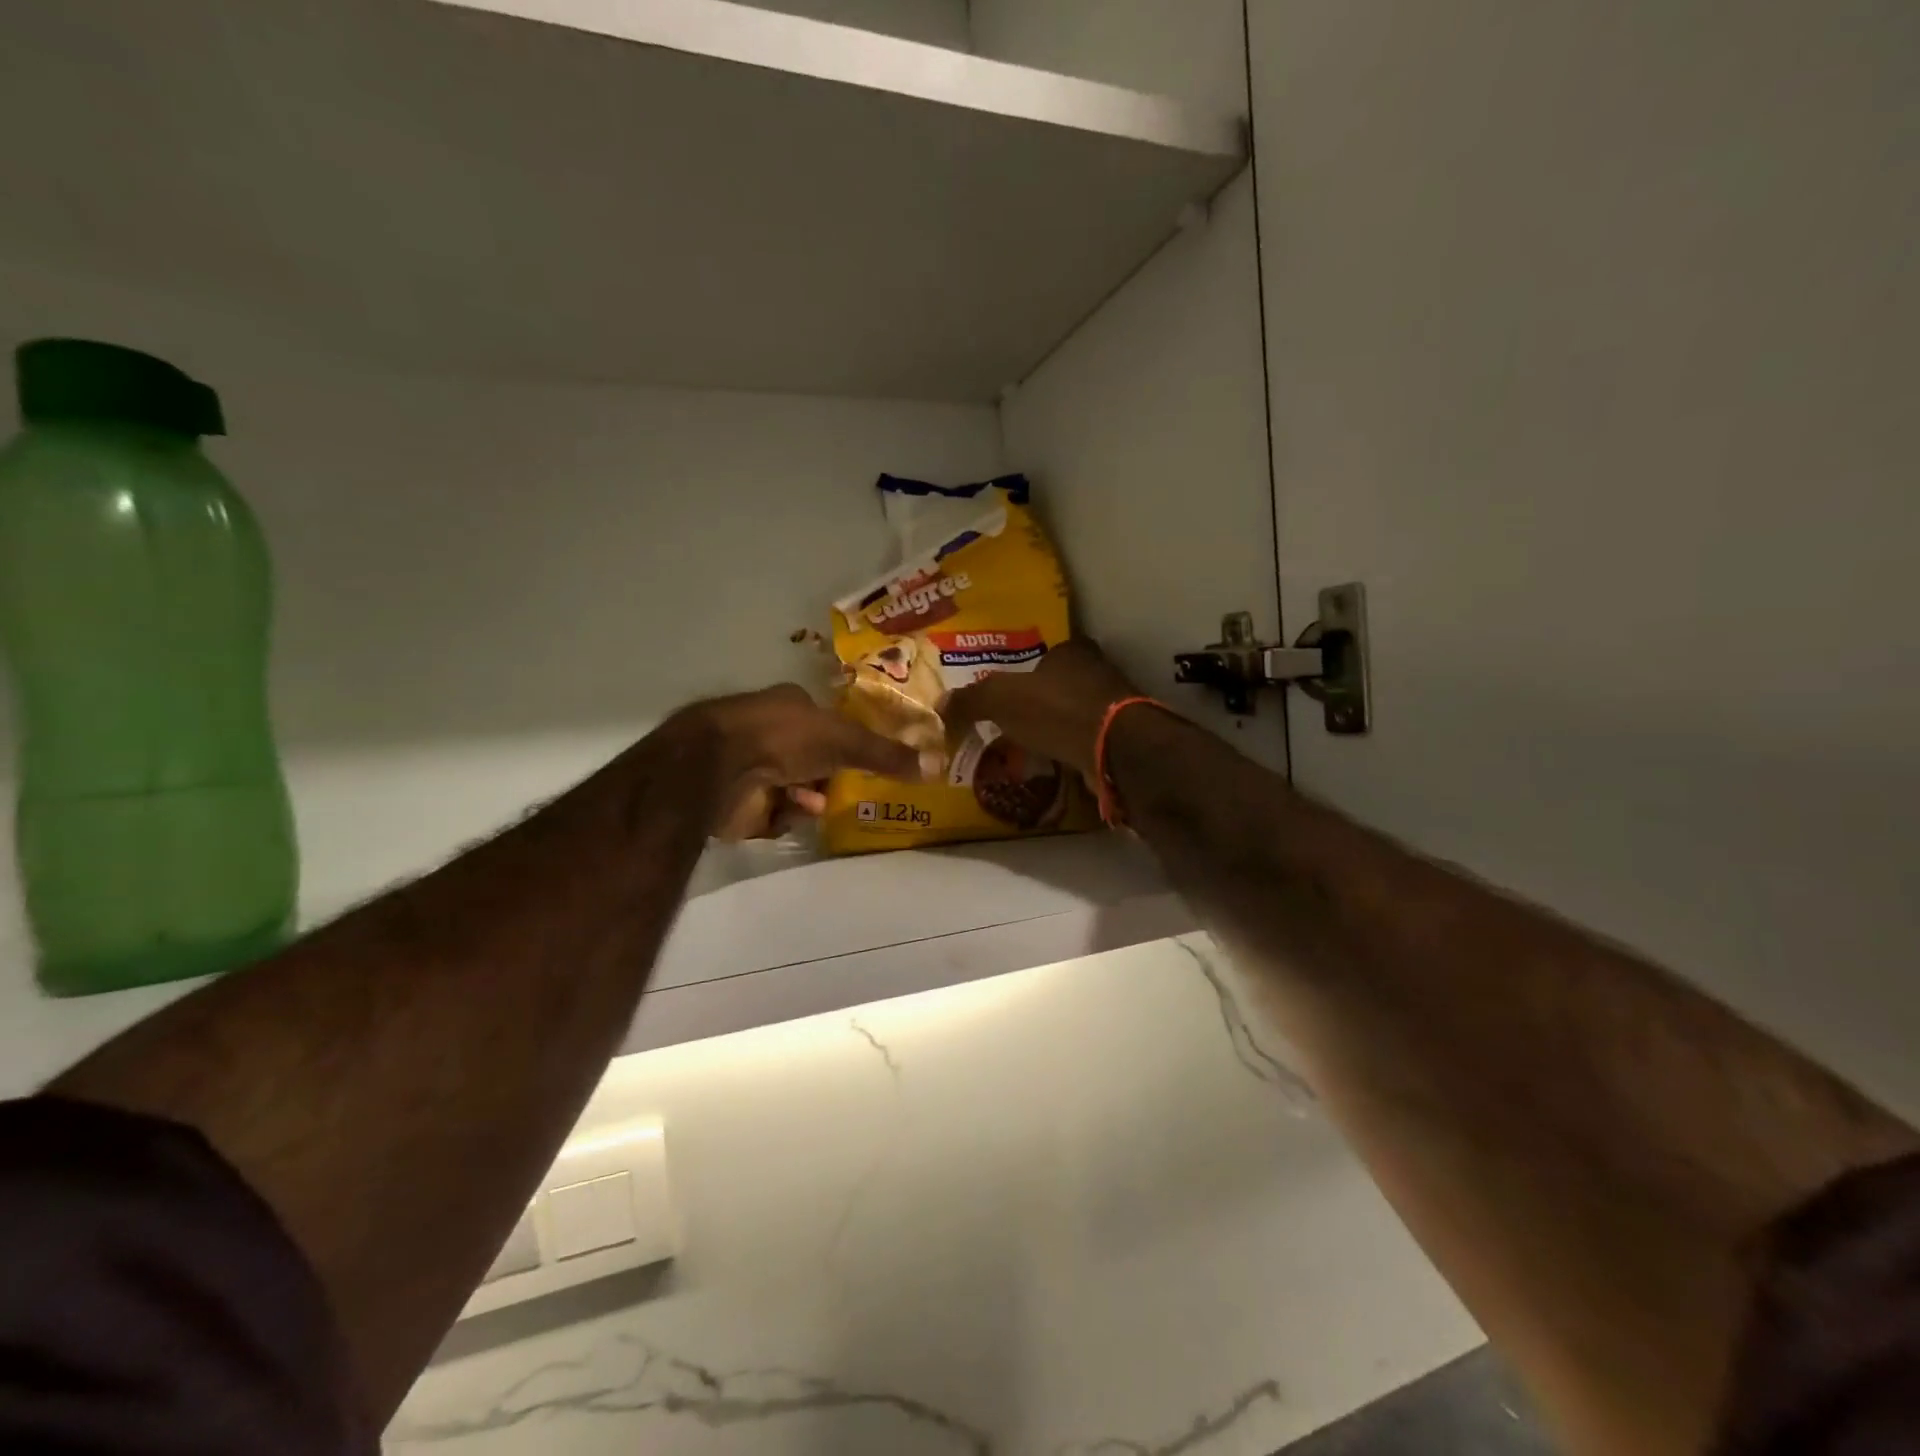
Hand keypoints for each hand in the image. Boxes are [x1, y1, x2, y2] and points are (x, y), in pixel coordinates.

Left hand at [685, 684, 939, 840]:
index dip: (843, 739)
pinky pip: (774, 813)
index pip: (823, 720)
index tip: (862, 759)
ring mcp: (749, 765)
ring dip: (809, 797)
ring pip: (793, 788)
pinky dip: (786, 815)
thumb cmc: (784, 738)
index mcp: (789, 704)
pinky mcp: (737, 801)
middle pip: (810, 758)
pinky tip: (789, 814)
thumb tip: (934, 765)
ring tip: (815, 805)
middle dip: (829, 776)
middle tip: (846, 789)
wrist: (719, 765)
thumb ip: (885, 754)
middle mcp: (768, 730)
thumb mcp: (845, 741)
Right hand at [945, 640, 1140, 779]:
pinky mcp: (1120, 738)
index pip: (1045, 653)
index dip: (1025, 670)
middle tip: (1011, 721)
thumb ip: (970, 700)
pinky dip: (1069, 750)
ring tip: (1027, 746)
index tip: (1006, 692)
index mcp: (1072, 651)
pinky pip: (1085, 741)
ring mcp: (1113, 706)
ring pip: (1074, 713)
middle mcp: (1097, 671)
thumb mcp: (1001, 698)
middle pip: (1061, 683)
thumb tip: (939, 706)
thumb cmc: (1056, 710)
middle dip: (1039, 701)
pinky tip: (1052, 763)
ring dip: (1055, 727)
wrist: (1113, 748)